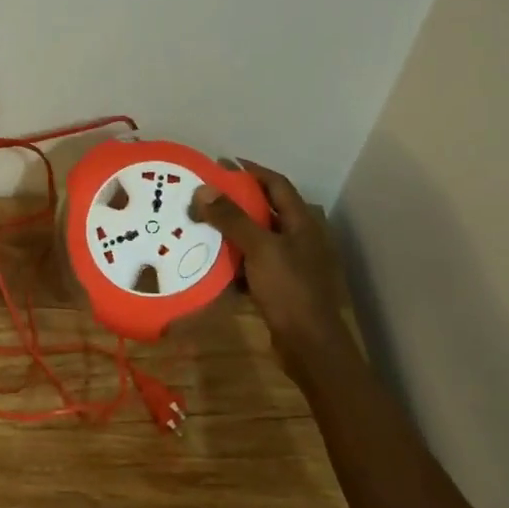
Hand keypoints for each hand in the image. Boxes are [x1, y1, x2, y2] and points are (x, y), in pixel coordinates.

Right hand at [191, 161, 346, 361]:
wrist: (308, 344)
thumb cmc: (289, 289)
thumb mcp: (260, 249)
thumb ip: (232, 219)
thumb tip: (203, 190)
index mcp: (301, 223)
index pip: (277, 184)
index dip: (253, 171)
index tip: (223, 163)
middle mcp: (298, 238)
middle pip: (265, 210)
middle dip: (236, 200)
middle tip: (204, 194)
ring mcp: (290, 263)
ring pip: (256, 237)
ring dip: (231, 230)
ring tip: (200, 223)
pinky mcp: (279, 286)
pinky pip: (252, 263)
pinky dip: (233, 258)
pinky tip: (211, 259)